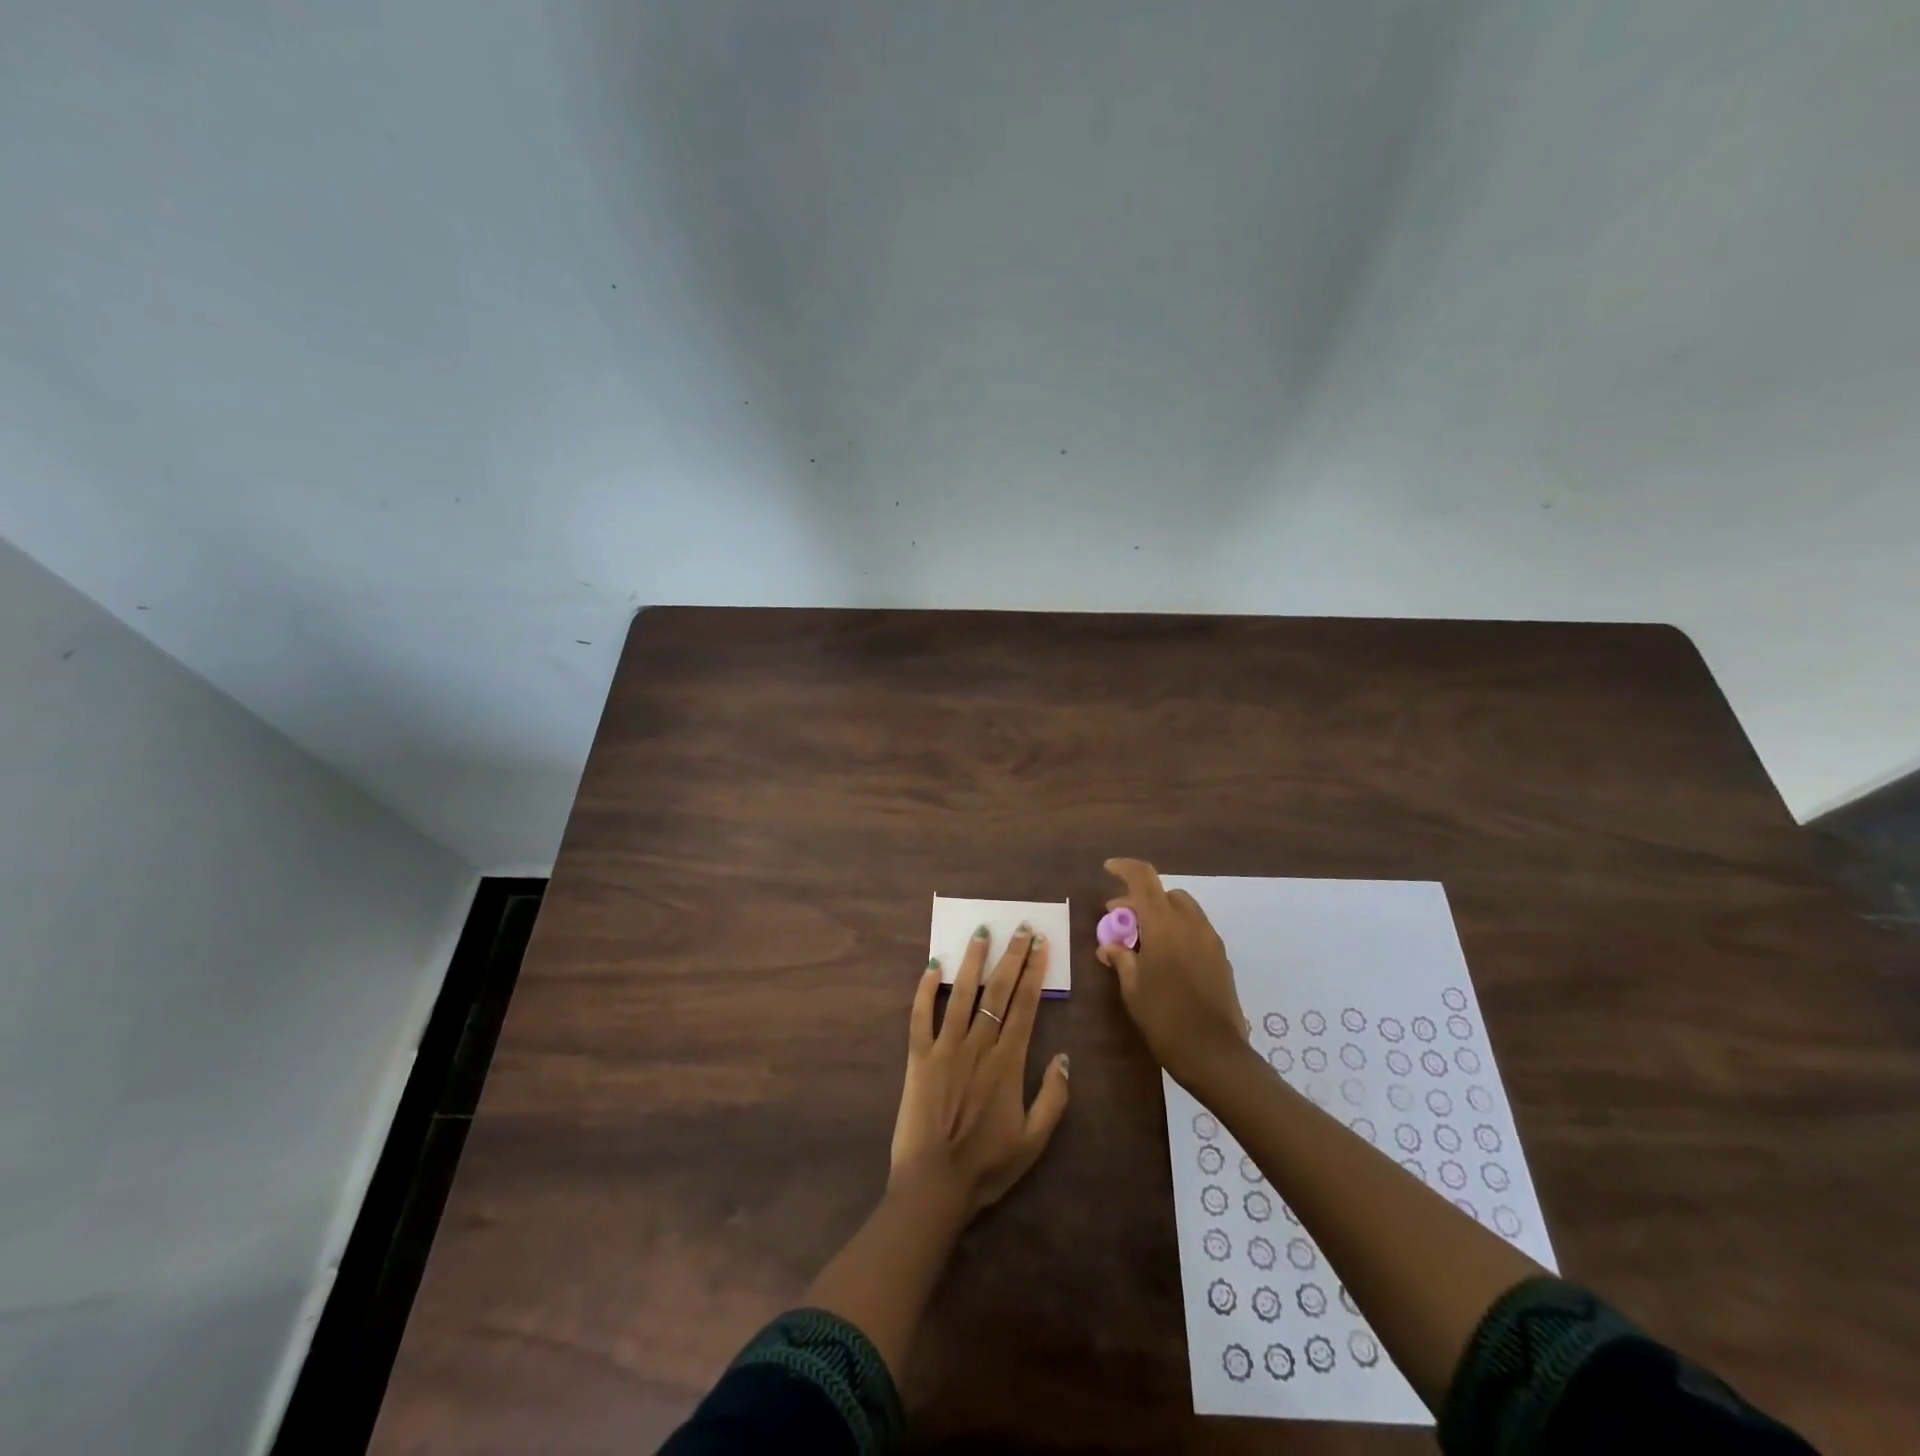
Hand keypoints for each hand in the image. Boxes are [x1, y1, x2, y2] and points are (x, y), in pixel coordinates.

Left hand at [889, 924, 1070, 1217]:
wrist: (934, 1186)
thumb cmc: (987, 1166)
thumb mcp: (1034, 1141)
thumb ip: (1053, 1098)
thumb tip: (1064, 1057)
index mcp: (1007, 1062)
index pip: (1025, 1005)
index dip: (1034, 972)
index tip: (1041, 945)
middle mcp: (978, 1045)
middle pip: (998, 991)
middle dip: (1012, 956)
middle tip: (1021, 927)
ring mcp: (945, 1048)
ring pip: (961, 994)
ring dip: (972, 961)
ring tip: (981, 932)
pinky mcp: (918, 1057)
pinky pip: (920, 1016)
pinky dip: (925, 990)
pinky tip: (932, 966)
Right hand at [1097, 858, 1249, 1087]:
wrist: (1215, 1054)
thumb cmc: (1164, 1018)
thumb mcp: (1132, 988)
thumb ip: (1121, 958)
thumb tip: (1110, 945)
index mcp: (1164, 924)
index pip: (1143, 879)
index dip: (1124, 868)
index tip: (1108, 869)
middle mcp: (1190, 924)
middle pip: (1164, 893)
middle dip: (1140, 900)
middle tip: (1119, 922)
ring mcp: (1210, 940)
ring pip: (1183, 909)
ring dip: (1160, 914)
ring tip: (1142, 941)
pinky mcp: (1221, 958)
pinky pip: (1195, 929)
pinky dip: (1177, 930)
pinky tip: (1165, 958)